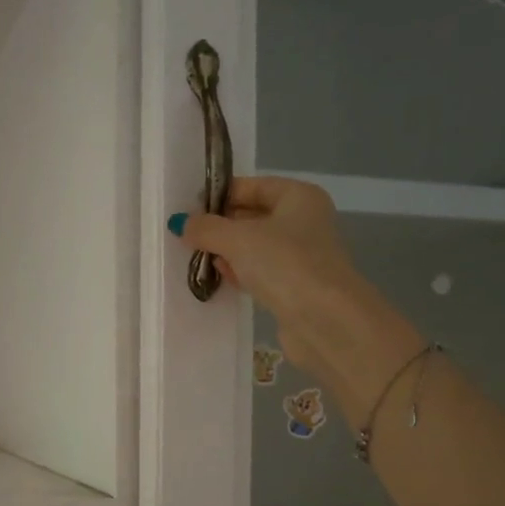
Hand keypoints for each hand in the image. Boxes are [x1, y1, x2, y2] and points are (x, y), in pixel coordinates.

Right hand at [174, 176, 377, 383]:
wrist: (324, 318)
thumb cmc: (284, 264)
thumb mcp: (237, 239)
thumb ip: (206, 229)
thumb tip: (180, 223)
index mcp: (298, 196)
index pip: (251, 186)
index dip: (219, 196)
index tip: (188, 212)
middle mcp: (304, 220)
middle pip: (252, 216)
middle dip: (220, 227)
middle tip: (187, 238)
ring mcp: (301, 255)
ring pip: (254, 247)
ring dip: (227, 253)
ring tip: (197, 260)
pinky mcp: (294, 285)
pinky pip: (260, 272)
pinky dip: (240, 273)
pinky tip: (220, 280)